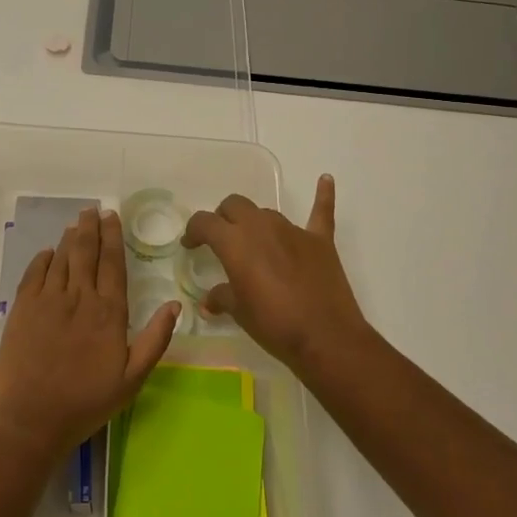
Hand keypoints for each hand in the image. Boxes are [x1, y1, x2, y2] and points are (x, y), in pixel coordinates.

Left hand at [0, 207, 179, 460]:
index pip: (113, 263)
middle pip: (86, 252)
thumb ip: (154, 340)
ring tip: (76, 223)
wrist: (29, 420)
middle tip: (93, 209)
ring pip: (61, 258)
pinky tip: (49, 252)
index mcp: (108, 312)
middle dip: (91, 228)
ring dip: (70, 238)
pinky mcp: (22, 310)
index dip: (113, 237)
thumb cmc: (85, 403)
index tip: (113, 216)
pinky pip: (34, 274)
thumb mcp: (132, 380)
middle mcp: (78, 297)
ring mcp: (47, 301)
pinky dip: (43, 259)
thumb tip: (175, 305)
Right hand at [182, 175, 370, 369]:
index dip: (194, 231)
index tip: (191, 244)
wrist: (325, 337)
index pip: (205, 222)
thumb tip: (210, 300)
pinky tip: (325, 179)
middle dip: (224, 218)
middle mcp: (261, 226)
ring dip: (255, 222)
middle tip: (222, 240)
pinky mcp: (320, 240)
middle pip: (235, 206)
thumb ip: (222, 298)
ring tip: (255, 244)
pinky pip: (321, 210)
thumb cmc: (274, 324)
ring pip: (266, 213)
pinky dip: (323, 195)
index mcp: (235, 242)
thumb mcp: (239, 312)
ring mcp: (292, 230)